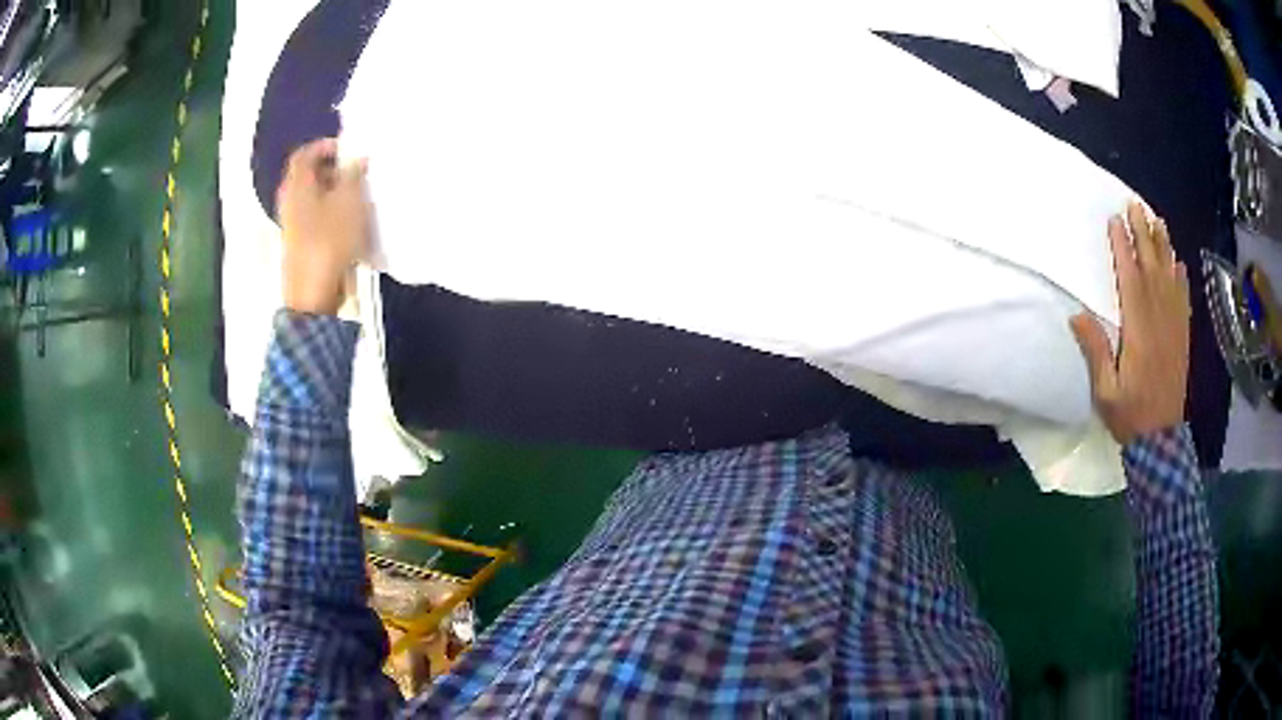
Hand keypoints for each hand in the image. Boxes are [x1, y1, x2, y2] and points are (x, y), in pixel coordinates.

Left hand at [276, 138, 370, 314]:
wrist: (314, 294)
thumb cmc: (330, 241)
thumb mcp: (349, 201)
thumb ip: (354, 174)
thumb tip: (356, 160)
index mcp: (297, 187)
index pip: (304, 154)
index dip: (325, 146)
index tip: (348, 149)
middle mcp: (290, 203)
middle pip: (307, 176)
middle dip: (332, 169)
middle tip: (356, 172)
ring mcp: (293, 226)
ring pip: (312, 198)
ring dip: (334, 192)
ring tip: (358, 197)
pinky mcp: (301, 245)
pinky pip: (316, 218)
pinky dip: (331, 213)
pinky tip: (350, 223)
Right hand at [1071, 201, 1190, 445]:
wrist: (1162, 440)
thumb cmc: (1130, 415)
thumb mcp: (1105, 391)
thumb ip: (1096, 352)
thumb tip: (1077, 314)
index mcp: (1138, 329)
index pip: (1131, 279)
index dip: (1123, 248)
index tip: (1115, 221)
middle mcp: (1159, 319)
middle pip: (1152, 268)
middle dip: (1144, 234)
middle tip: (1135, 206)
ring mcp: (1174, 325)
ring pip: (1170, 276)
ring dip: (1164, 246)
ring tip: (1157, 220)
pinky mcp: (1183, 335)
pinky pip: (1183, 298)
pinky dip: (1181, 276)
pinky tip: (1178, 261)